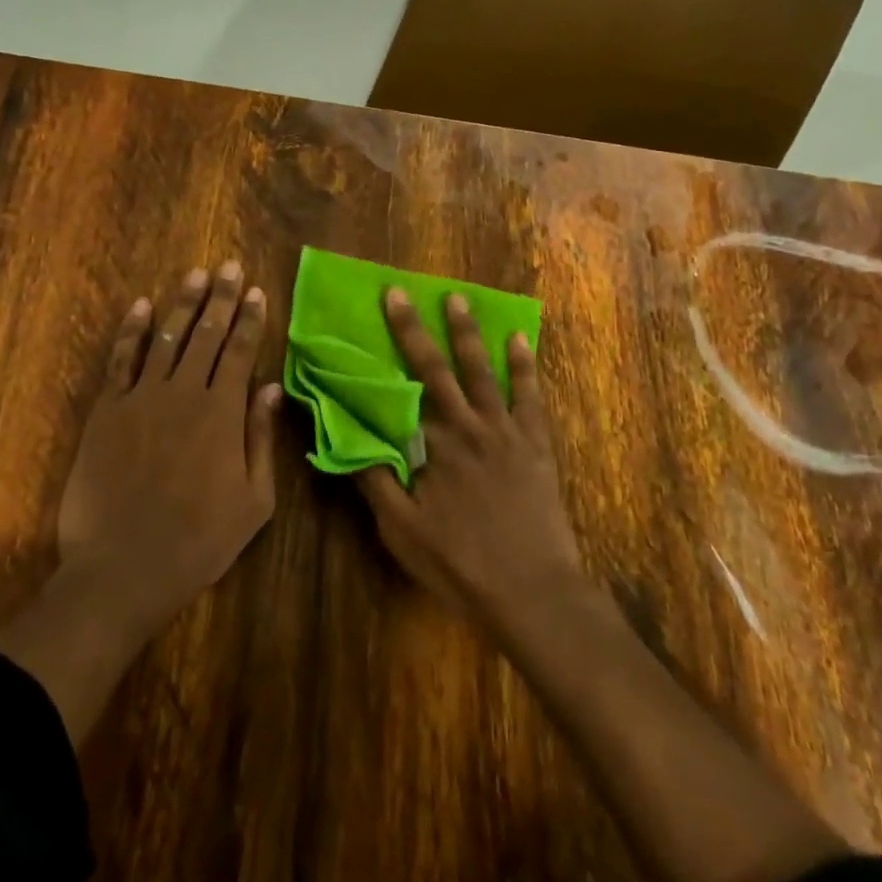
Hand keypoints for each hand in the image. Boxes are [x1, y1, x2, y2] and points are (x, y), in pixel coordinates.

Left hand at [56, 262, 283, 633]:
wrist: (122, 570)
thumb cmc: (199, 542)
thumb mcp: (254, 501)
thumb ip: (262, 438)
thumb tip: (270, 387)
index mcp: (222, 414)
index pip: (240, 352)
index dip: (250, 319)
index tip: (256, 292)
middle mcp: (184, 394)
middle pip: (207, 334)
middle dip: (221, 298)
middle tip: (228, 266)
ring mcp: (141, 399)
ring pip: (167, 338)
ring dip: (183, 303)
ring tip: (195, 275)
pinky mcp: (107, 412)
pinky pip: (121, 360)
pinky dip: (132, 331)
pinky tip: (142, 307)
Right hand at [358, 289, 584, 632]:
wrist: (532, 590)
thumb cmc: (460, 564)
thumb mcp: (402, 532)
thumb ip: (374, 482)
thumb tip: (347, 439)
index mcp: (432, 444)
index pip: (400, 389)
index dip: (382, 354)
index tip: (363, 328)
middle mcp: (466, 425)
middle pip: (435, 367)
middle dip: (414, 328)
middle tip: (400, 292)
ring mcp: (505, 429)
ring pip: (482, 370)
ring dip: (467, 333)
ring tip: (457, 298)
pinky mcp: (535, 442)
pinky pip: (530, 394)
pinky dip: (524, 365)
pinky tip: (520, 338)